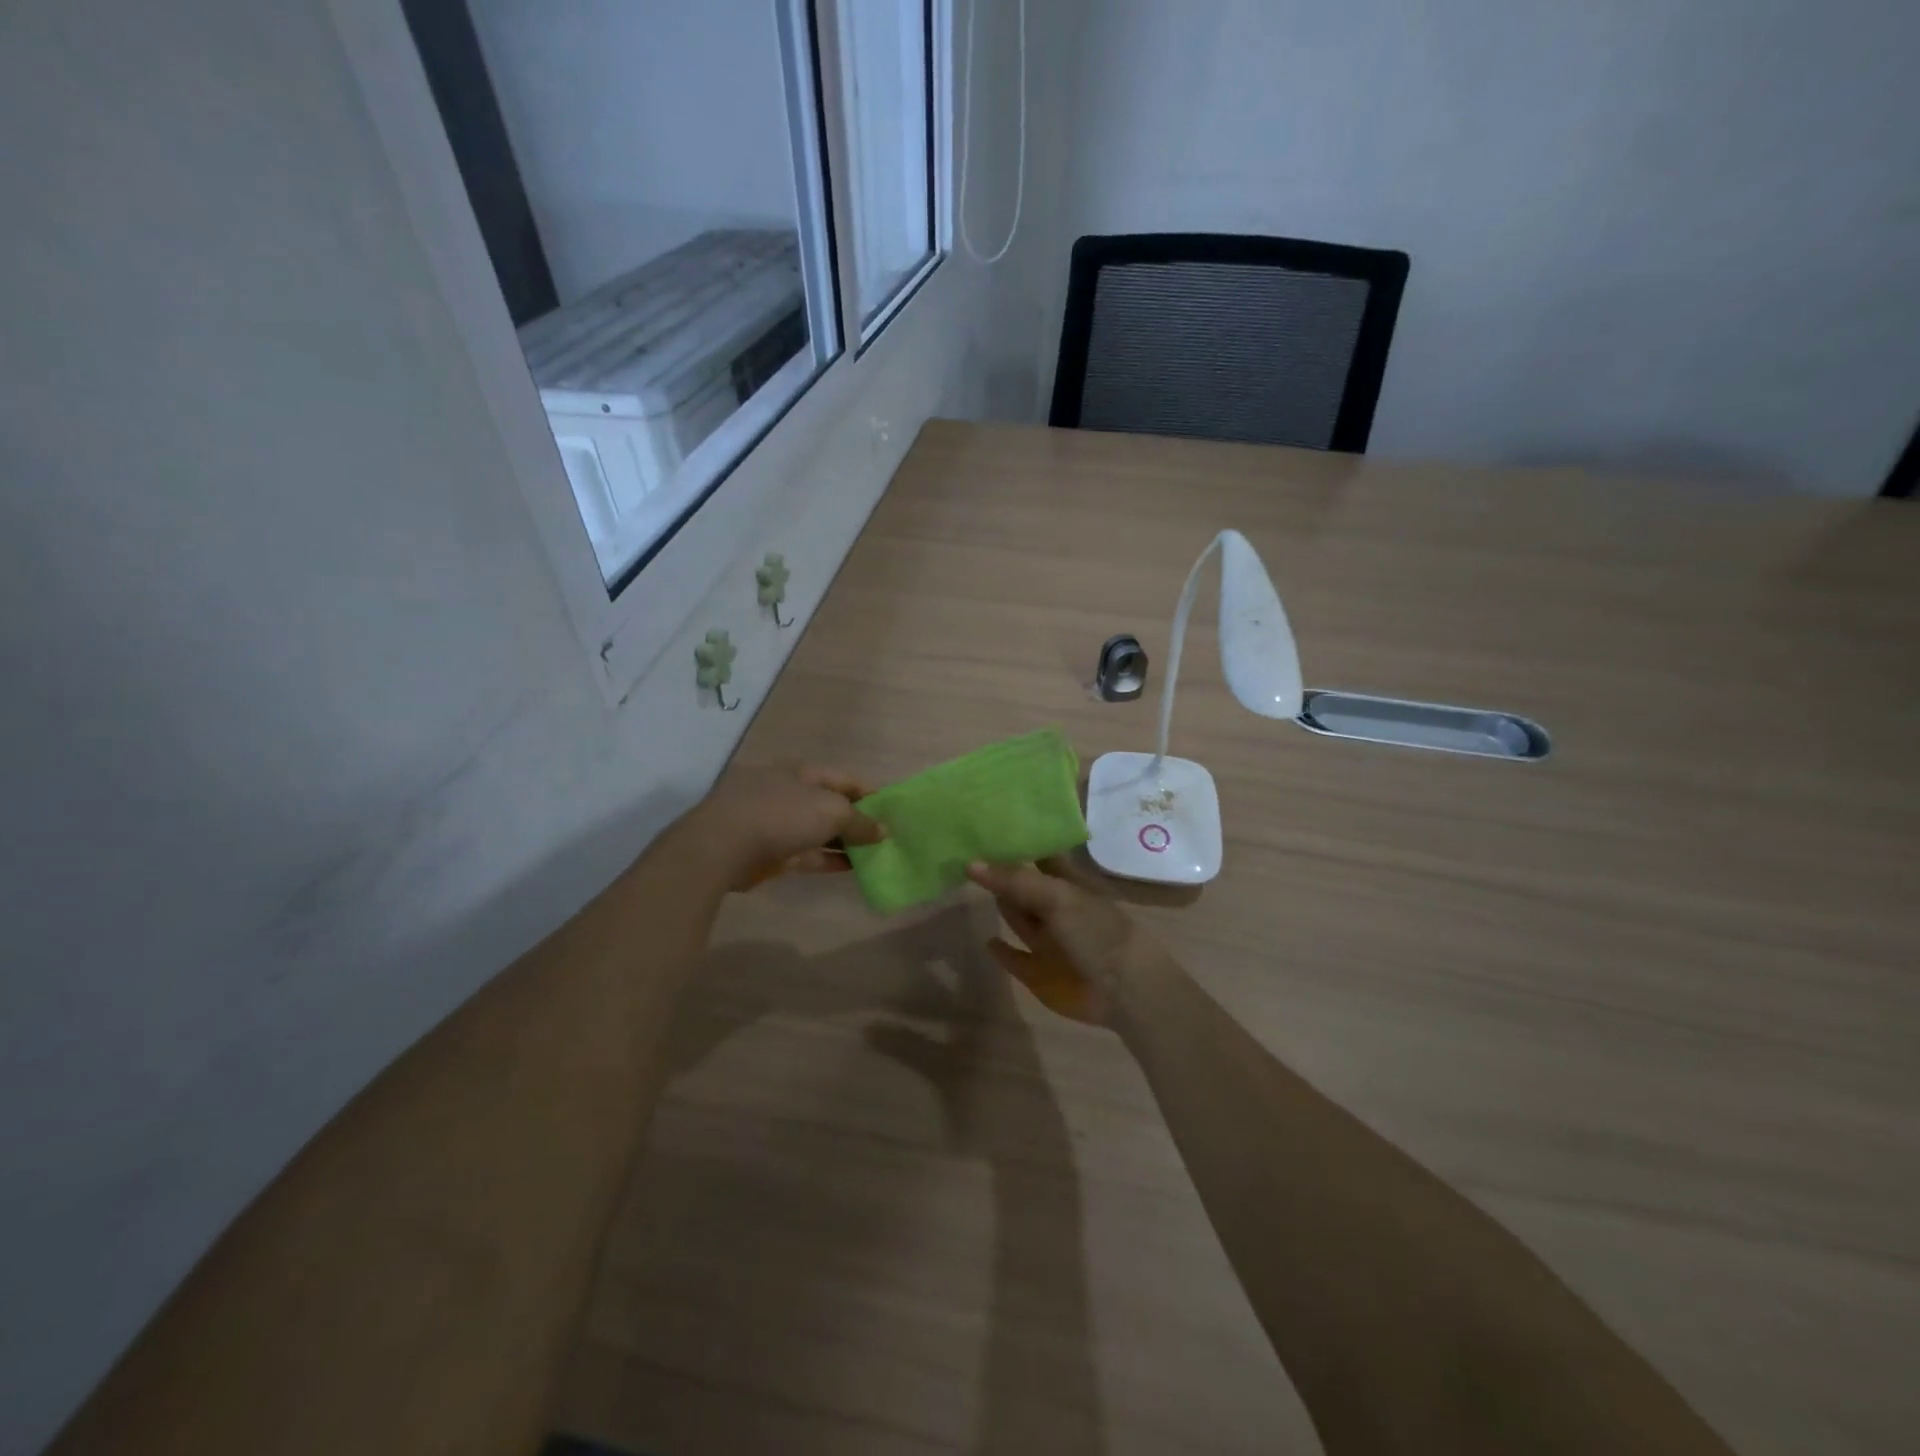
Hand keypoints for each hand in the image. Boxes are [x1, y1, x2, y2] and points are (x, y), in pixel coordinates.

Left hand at [684, 763, 884, 891]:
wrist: (723, 846)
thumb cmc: (782, 814)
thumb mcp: (832, 811)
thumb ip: (860, 822)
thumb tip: (882, 830)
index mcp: (803, 773)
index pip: (844, 779)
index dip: (869, 793)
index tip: (893, 810)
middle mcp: (790, 794)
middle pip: (831, 805)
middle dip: (858, 819)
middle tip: (887, 836)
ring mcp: (778, 824)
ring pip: (819, 832)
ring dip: (845, 842)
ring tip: (876, 854)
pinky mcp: (772, 853)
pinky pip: (808, 855)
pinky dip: (829, 860)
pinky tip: (853, 869)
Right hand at [966, 857, 1165, 1025]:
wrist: (1124, 990)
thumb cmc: (1096, 932)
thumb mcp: (1057, 897)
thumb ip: (1015, 880)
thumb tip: (970, 863)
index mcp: (1068, 882)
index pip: (1040, 853)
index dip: (1018, 841)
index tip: (986, 825)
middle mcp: (1056, 907)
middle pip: (1024, 885)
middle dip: (1001, 871)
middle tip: (967, 852)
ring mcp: (1048, 940)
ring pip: (1019, 917)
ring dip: (1001, 904)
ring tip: (969, 886)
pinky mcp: (1040, 971)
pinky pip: (1015, 957)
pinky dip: (1002, 950)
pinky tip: (988, 940)